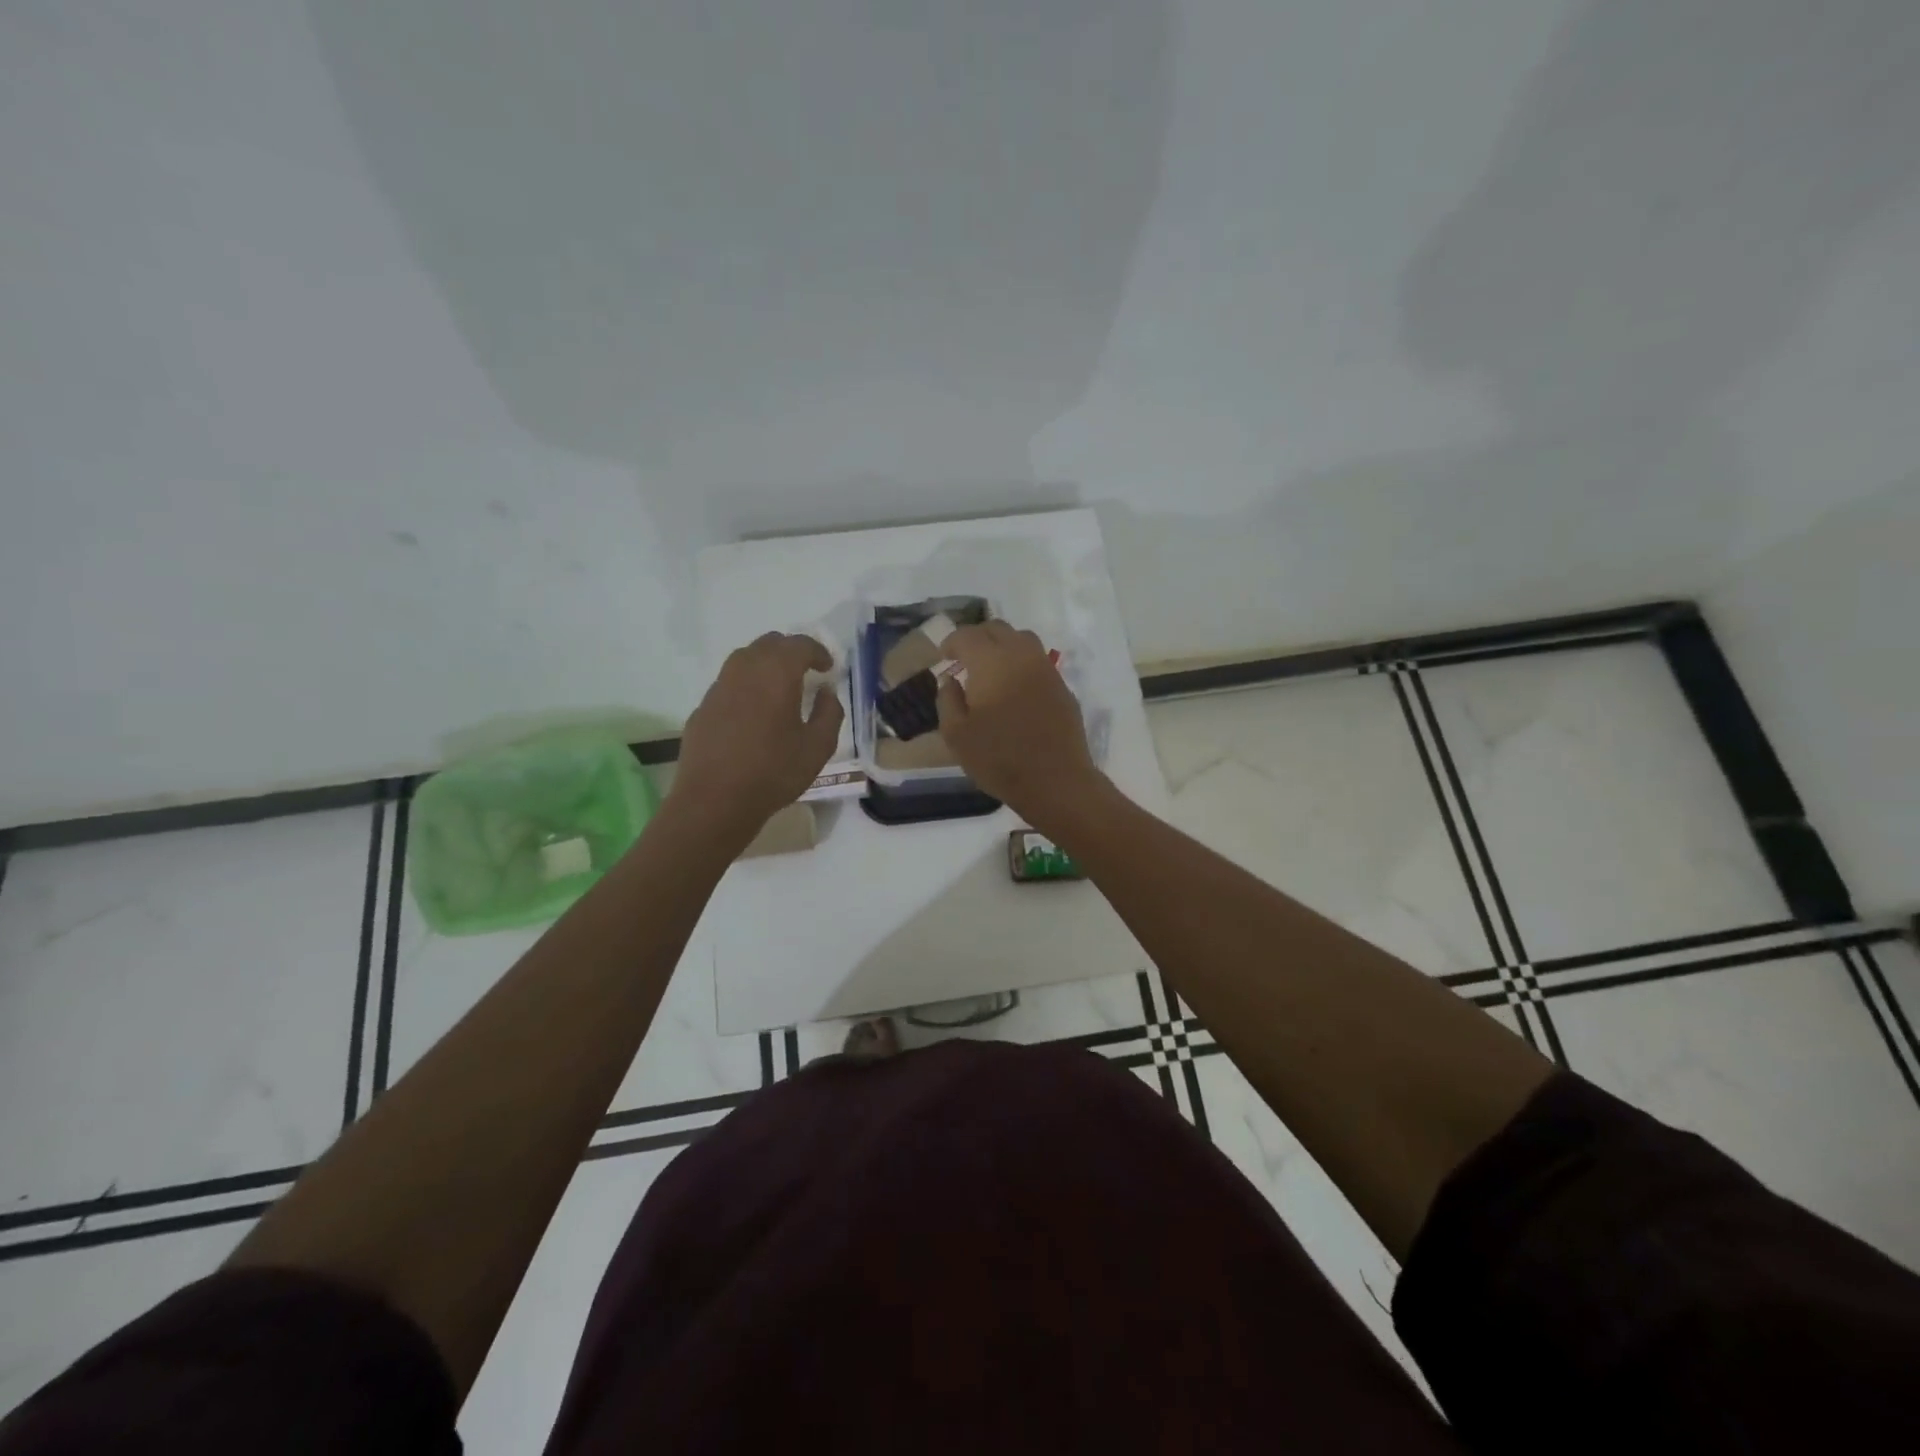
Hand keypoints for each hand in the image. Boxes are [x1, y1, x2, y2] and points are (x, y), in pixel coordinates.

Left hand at [671, 633, 843, 838]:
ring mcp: (718, 687)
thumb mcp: (818, 747)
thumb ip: (830, 712)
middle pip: (769, 643)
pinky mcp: (703, 707)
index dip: (818, 652)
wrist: (714, 800)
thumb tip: (826, 692)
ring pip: (745, 659)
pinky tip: (754, 712)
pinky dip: (746, 685)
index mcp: (776, 674)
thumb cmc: (773, 772)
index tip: (828, 668)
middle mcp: (744, 670)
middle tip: (806, 671)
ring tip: (780, 687)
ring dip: (766, 664)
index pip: (800, 645)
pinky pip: (729, 683)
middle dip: (791, 651)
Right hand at [936, 621, 1103, 827]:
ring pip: (1022, 639)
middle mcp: (1021, 655)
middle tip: (963, 659)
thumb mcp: (956, 735)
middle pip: (997, 629)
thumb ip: (948, 701)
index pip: (967, 635)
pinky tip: (1014, 688)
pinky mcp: (1062, 686)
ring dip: (1002, 646)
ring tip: (990, 669)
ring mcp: (1046, 669)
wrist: (1055, 780)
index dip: (951, 642)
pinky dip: (1021, 663)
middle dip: (977, 638)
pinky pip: (1038, 661)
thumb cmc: (999, 759)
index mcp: (991, 662)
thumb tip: (950, 680)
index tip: (943, 657)